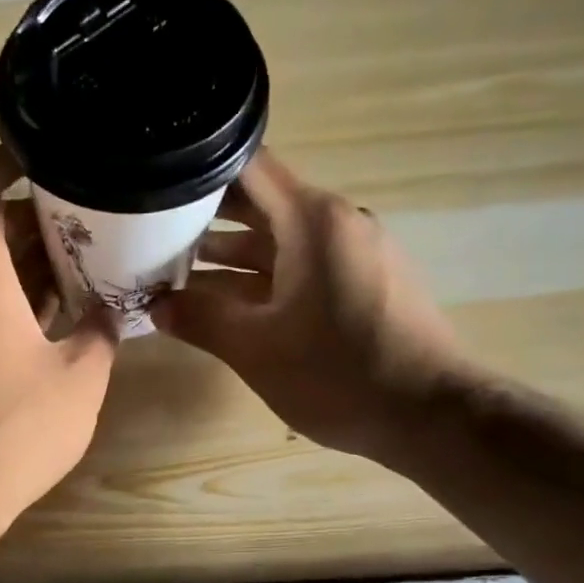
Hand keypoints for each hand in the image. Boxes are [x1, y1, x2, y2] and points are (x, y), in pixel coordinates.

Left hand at [0, 147, 118, 543]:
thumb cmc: (12, 431)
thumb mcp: (79, 378)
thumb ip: (100, 331)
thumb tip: (107, 309)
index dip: (7, 158)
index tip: (51, 151)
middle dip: (36, 215)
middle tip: (93, 216)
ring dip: (29, 261)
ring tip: (87, 261)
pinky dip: (15, 298)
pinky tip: (60, 315)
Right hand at [151, 148, 476, 466]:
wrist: (430, 415)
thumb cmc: (337, 374)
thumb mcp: (255, 349)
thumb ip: (200, 320)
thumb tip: (156, 306)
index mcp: (312, 220)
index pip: (248, 167)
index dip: (199, 172)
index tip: (158, 187)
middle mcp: (337, 222)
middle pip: (262, 203)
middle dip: (206, 218)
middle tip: (153, 235)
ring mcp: (355, 253)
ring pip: (281, 240)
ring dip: (232, 255)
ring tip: (178, 273)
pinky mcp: (365, 283)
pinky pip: (304, 265)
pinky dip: (265, 277)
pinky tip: (229, 303)